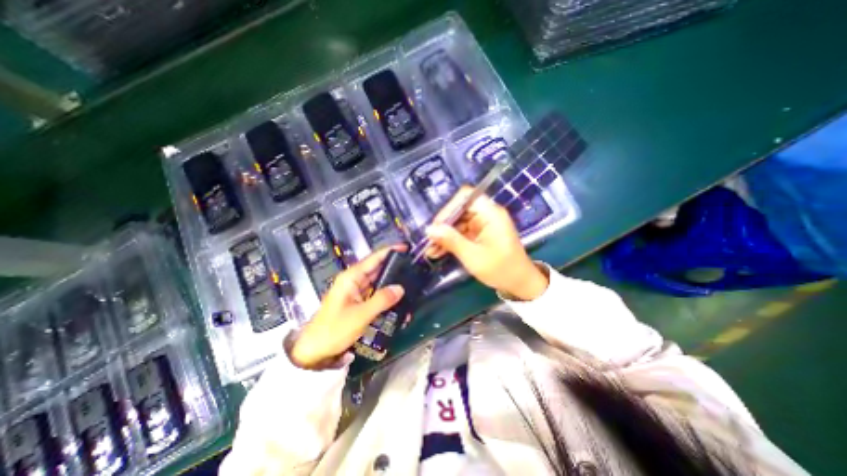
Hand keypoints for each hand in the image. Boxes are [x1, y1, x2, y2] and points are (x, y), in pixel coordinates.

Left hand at [291, 245, 405, 372]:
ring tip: (410, 281)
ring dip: (391, 282)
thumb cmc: (334, 329)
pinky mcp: (358, 302)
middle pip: (376, 268)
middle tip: (413, 266)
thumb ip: (382, 300)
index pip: (373, 258)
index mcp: (351, 277)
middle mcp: (354, 281)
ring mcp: (356, 292)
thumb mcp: (360, 315)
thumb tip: (400, 288)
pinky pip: (375, 294)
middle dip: (393, 266)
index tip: (405, 247)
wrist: (314, 351)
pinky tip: (397, 298)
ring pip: (377, 282)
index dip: (389, 251)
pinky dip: (386, 295)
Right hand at [423, 185, 549, 301]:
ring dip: (444, 235)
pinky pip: (462, 232)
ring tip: (430, 250)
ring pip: (458, 223)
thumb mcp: (473, 256)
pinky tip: (438, 252)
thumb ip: (451, 240)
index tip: (437, 226)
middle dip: (443, 226)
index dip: (449, 208)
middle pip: (459, 210)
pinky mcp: (480, 234)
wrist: (520, 284)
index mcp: (491, 213)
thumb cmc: (500, 269)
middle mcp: (487, 214)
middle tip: (430, 241)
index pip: (465, 197)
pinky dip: (451, 241)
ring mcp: (483, 224)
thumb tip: (429, 229)